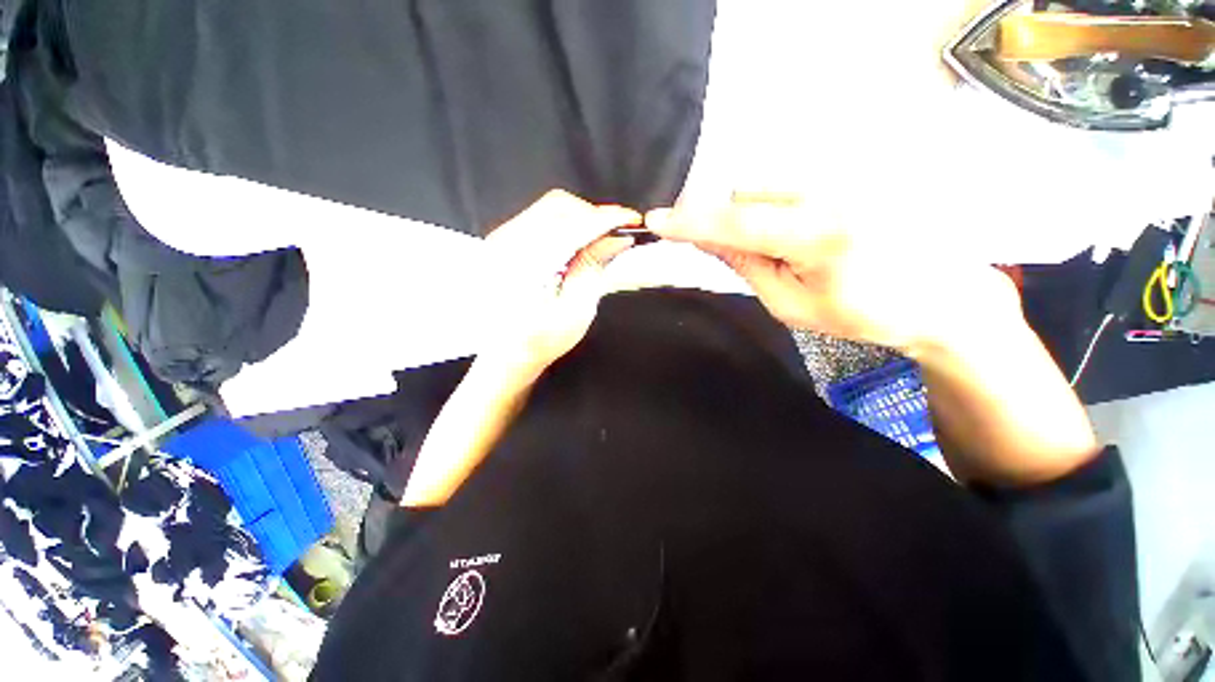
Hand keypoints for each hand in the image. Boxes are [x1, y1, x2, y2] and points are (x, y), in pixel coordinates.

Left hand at [484, 190, 639, 377]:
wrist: (503, 354)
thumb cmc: (540, 342)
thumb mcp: (575, 312)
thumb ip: (593, 270)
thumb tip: (616, 240)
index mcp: (523, 266)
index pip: (572, 227)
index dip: (606, 219)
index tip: (632, 220)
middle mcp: (505, 244)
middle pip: (559, 207)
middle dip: (593, 216)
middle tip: (615, 235)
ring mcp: (500, 240)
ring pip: (549, 209)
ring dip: (580, 219)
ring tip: (599, 241)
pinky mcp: (503, 242)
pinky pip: (540, 218)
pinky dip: (566, 225)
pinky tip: (578, 244)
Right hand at [645, 199, 1021, 354]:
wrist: (942, 295)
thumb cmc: (865, 313)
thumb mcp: (792, 305)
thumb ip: (746, 266)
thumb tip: (707, 238)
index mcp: (819, 235)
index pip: (737, 223)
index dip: (692, 222)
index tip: (656, 221)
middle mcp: (833, 192)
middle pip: (746, 195)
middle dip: (730, 224)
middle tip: (747, 257)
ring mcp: (848, 177)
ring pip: (766, 188)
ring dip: (755, 217)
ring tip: (787, 249)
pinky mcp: (856, 173)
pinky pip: (791, 185)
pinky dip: (779, 208)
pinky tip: (805, 233)